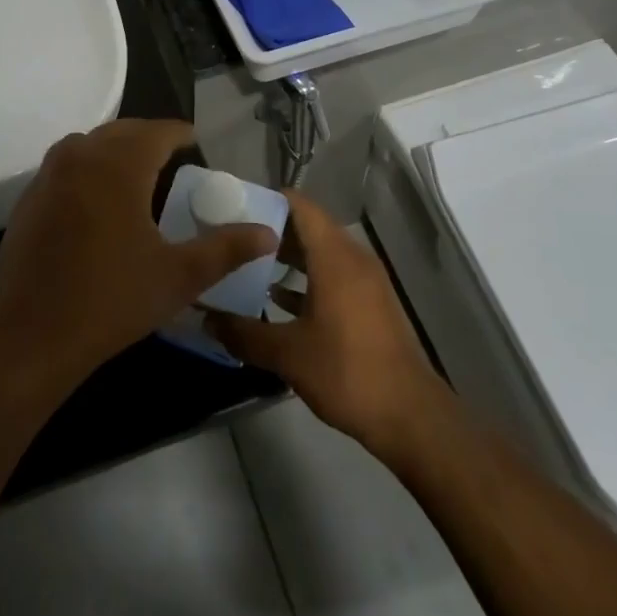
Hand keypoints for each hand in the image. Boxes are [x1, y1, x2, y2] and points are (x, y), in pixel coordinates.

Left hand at [0, 120, 277, 391]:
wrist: (29, 335)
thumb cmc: (111, 301)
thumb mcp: (178, 276)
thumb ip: (225, 249)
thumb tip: (267, 233)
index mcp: (119, 165)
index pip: (158, 131)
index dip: (181, 134)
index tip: (197, 144)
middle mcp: (82, 155)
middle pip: (123, 131)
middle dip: (150, 139)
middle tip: (173, 160)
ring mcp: (49, 174)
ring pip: (90, 144)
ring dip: (116, 149)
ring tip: (138, 175)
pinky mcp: (29, 196)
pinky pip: (66, 165)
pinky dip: (88, 168)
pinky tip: (98, 201)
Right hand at [207, 191, 446, 456]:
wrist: (410, 416)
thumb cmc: (348, 372)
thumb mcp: (288, 354)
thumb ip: (244, 333)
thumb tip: (206, 319)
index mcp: (334, 256)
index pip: (299, 205)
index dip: (267, 200)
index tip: (233, 207)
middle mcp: (352, 258)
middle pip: (308, 226)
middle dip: (271, 230)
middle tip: (232, 238)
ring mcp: (365, 281)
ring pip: (320, 252)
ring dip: (288, 256)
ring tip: (248, 266)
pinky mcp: (369, 303)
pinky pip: (332, 275)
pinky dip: (306, 278)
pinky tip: (278, 299)